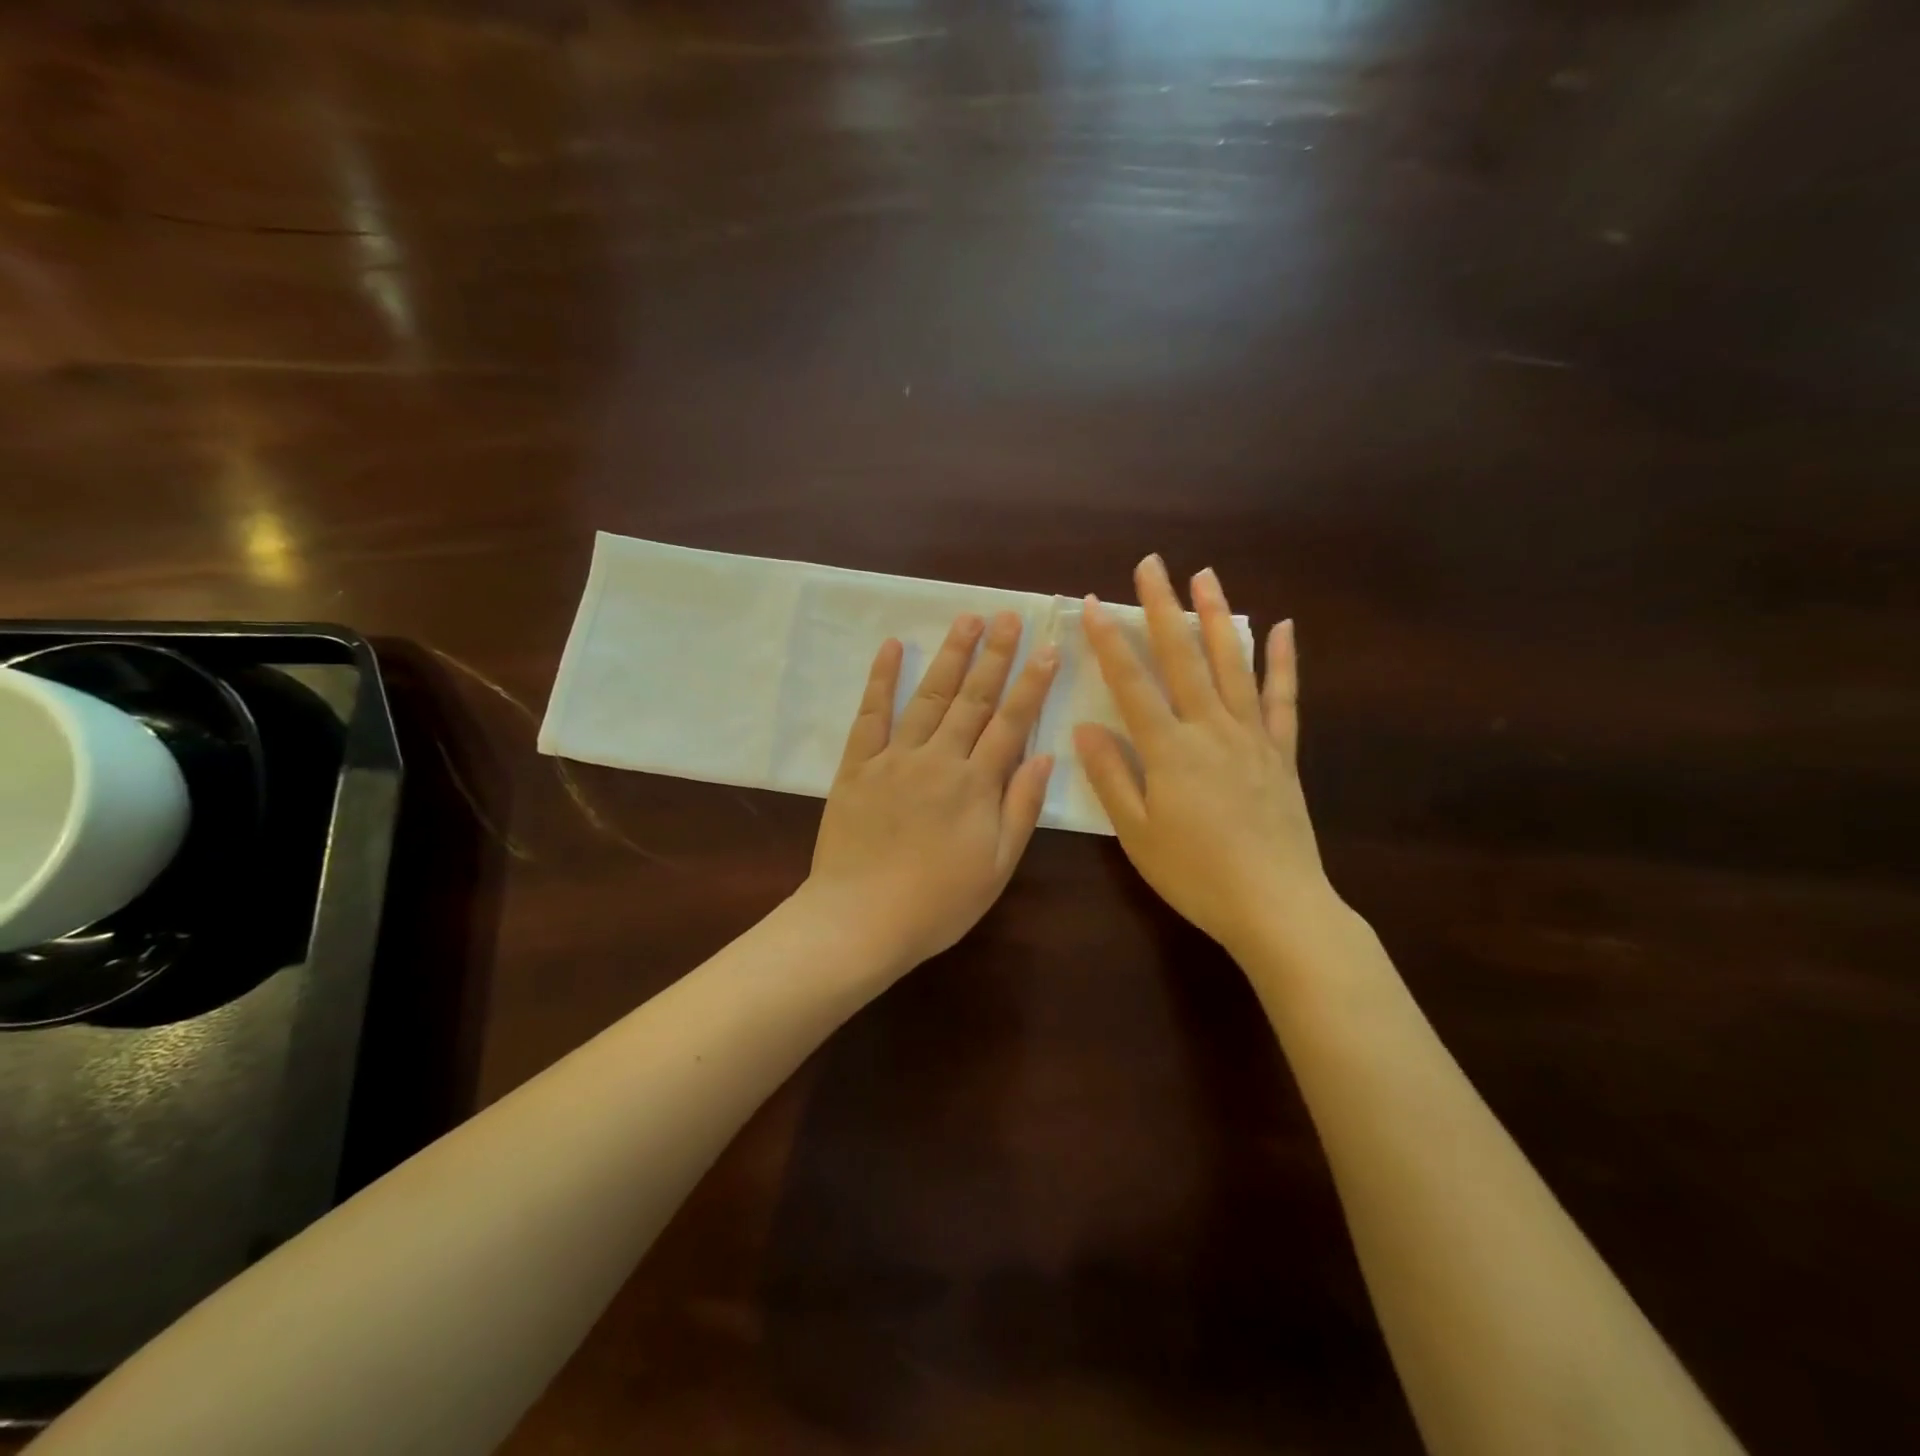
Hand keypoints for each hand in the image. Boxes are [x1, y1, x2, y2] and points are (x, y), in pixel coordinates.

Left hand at [805, 611, 1058, 971]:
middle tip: (1008, 616)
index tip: (1048, 647)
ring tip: (967, 619)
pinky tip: (892, 647)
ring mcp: (895, 759)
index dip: (1032, 684)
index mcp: (976, 786)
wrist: (860, 921)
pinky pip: (871, 715)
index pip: (1011, 723)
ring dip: (950, 655)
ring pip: (928, 697)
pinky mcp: (857, 766)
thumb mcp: (997, 867)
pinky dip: (881, 680)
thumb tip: (1046, 755)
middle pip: (973, 699)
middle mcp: (939, 760)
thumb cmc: (937, 904)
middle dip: (995, 655)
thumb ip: (1021, 808)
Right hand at [1074, 555, 1333, 955]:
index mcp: (1170, 750)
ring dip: (1217, 617)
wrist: (1275, 905)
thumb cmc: (1196, 874)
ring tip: (1207, 576)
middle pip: (1183, 658)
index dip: (1111, 642)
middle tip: (1152, 565)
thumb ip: (1111, 776)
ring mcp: (1251, 736)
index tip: (1096, 603)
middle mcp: (1211, 729)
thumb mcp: (1137, 833)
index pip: (1132, 684)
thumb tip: (1085, 729)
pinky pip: (1283, 698)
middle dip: (1164, 608)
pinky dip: (1283, 661)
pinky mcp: (1282, 752)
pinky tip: (1283, 628)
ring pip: (1232, 664)